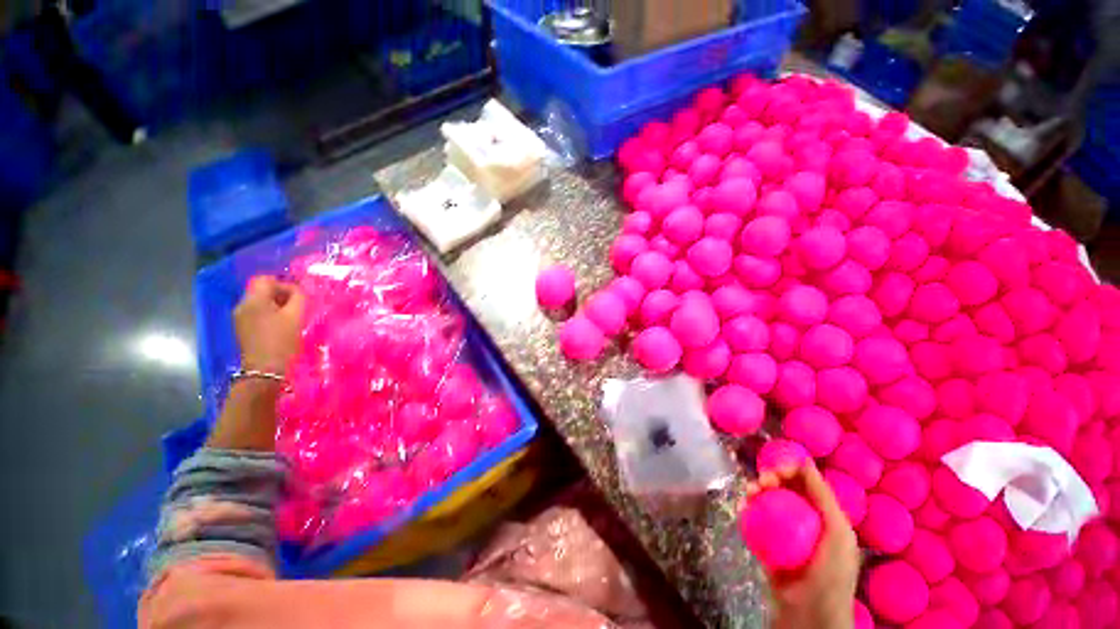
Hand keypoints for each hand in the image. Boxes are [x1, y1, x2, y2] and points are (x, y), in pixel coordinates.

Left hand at [235, 276, 305, 374]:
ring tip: (292, 317)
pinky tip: (281, 325)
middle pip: (261, 290)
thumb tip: (299, 288)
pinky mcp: (243, 328)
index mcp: (253, 300)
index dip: (284, 284)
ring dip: (277, 305)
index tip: (299, 297)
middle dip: (281, 294)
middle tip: (298, 306)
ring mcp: (240, 318)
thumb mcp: (295, 316)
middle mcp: (242, 305)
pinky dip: (270, 314)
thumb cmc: (282, 341)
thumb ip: (298, 297)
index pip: (266, 279)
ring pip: (260, 301)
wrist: (265, 370)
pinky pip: (257, 312)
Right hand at [745, 462, 859, 628]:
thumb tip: (804, 462)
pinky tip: (741, 508)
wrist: (809, 615)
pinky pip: (755, 521)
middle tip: (760, 483)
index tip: (775, 471)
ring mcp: (785, 533)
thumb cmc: (831, 573)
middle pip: (785, 489)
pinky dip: (747, 511)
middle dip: (770, 479)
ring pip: (767, 501)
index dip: (790, 471)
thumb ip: (823, 498)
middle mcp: (805, 520)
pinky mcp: (767, 544)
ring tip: (748, 494)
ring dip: (756, 492)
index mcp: (825, 516)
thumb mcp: (837, 533)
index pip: (807, 483)